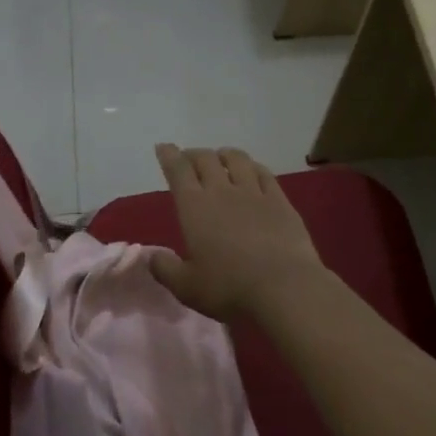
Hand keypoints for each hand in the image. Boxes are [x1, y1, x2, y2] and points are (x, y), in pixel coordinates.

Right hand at [149, 145, 326, 320]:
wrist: (284, 286)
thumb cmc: (229, 288)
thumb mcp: (187, 287)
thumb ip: (165, 270)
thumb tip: (150, 257)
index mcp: (195, 207)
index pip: (178, 171)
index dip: (169, 156)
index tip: (163, 147)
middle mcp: (223, 191)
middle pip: (206, 159)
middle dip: (194, 154)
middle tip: (189, 158)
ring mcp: (255, 193)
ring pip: (237, 159)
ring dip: (224, 154)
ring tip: (220, 158)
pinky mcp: (281, 201)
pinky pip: (264, 173)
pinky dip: (253, 166)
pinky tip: (253, 170)